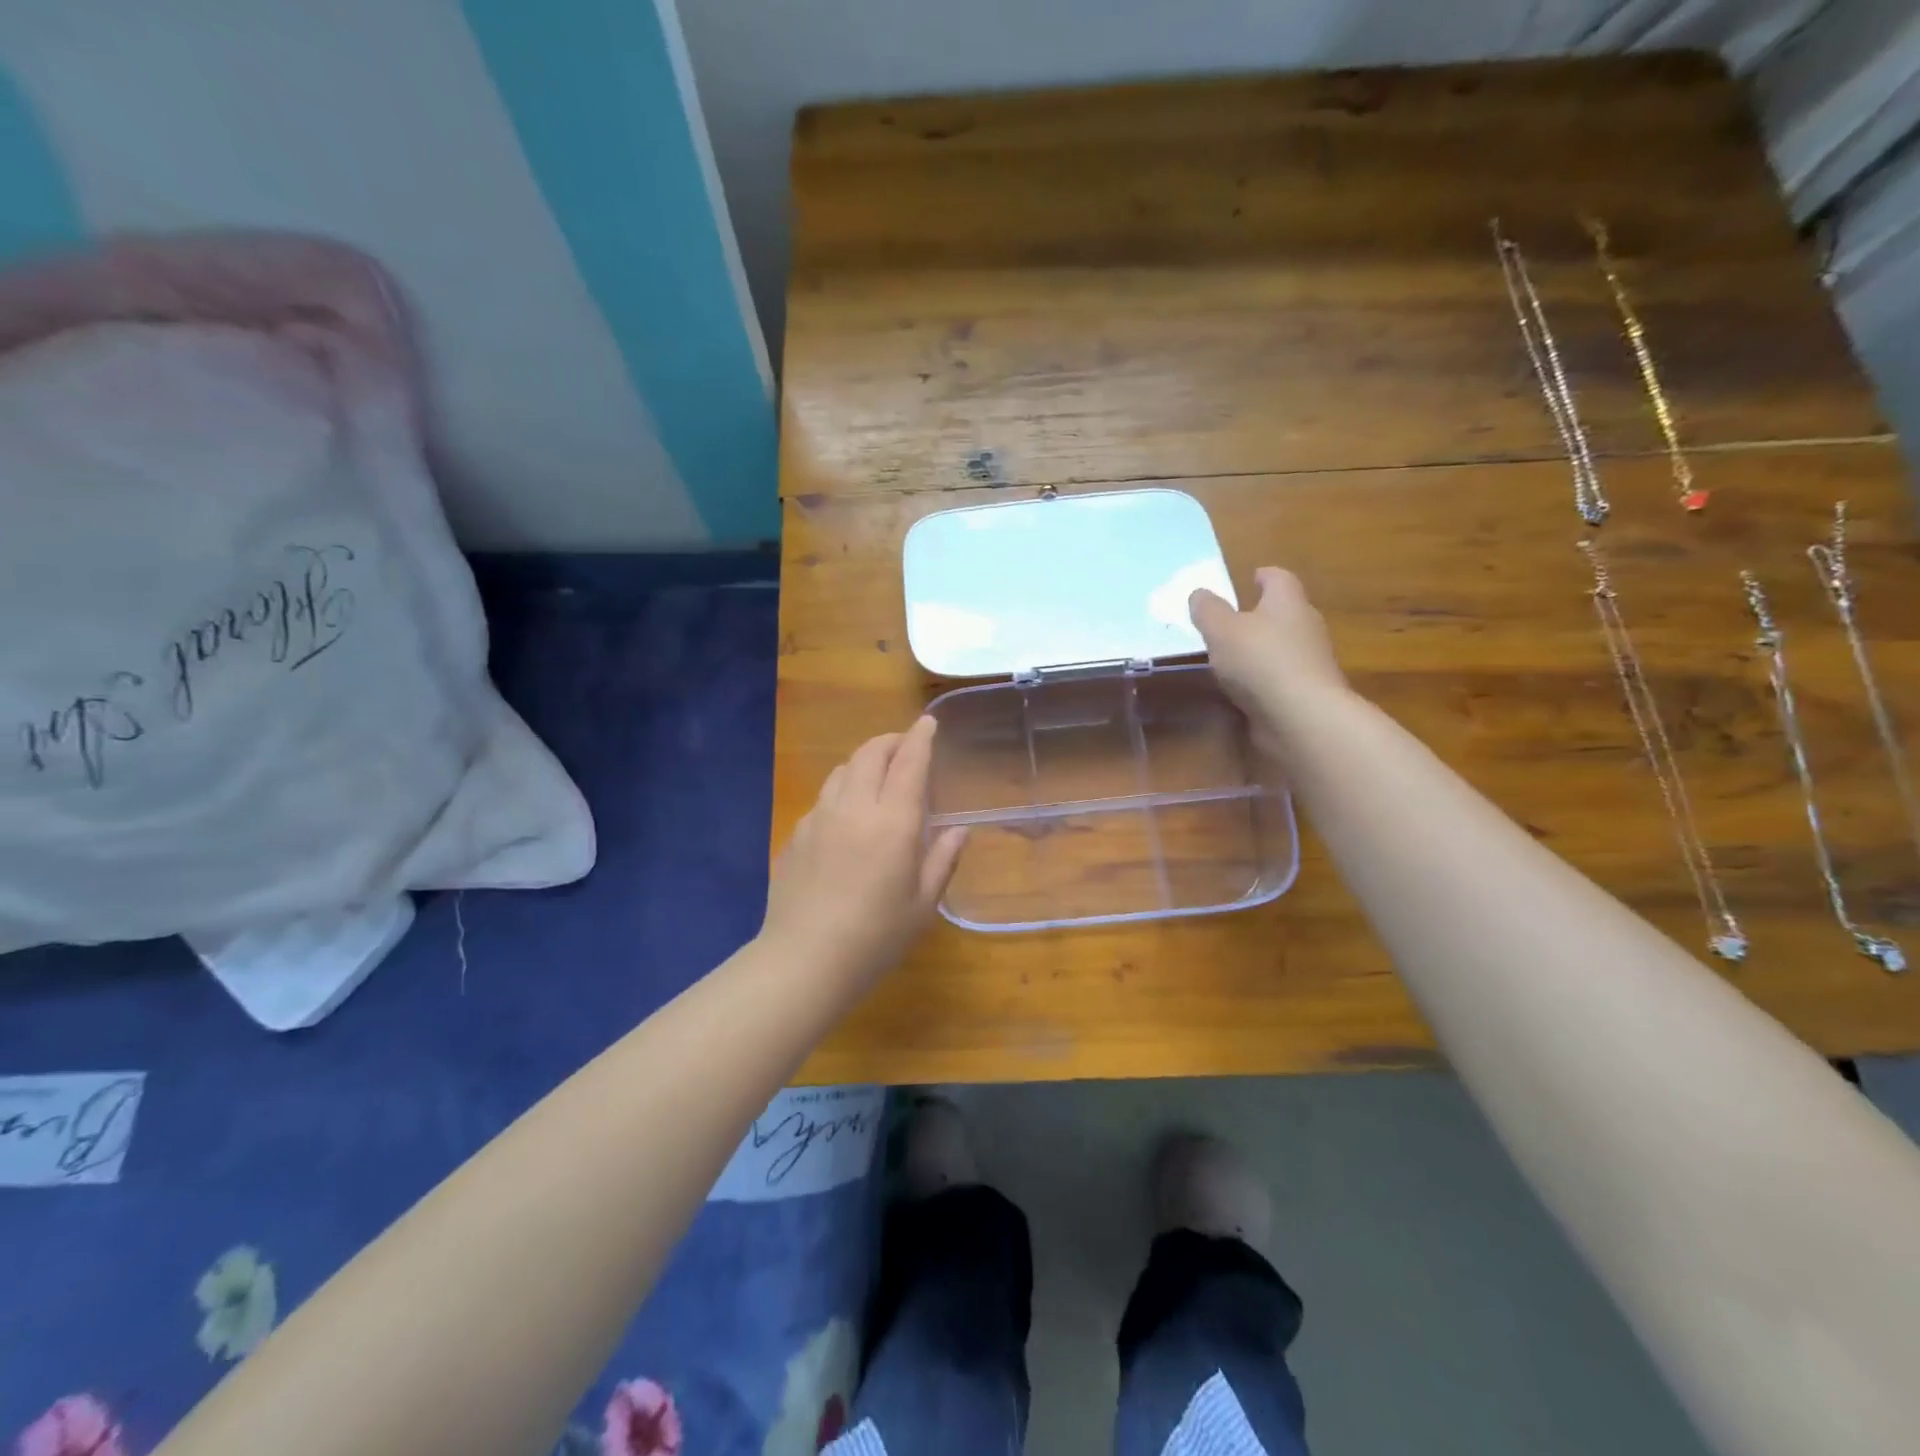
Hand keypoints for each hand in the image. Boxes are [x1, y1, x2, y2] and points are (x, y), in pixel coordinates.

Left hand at [760, 716, 967, 986]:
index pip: (909, 762)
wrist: (804, 960)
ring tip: (877, 775)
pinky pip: (824, 798)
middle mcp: (854, 807)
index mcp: (893, 821)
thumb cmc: (876, 936)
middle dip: (891, 742)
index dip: (920, 737)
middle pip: (870, 754)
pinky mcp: (796, 834)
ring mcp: (819, 817)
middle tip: (906, 747)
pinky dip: (842, 791)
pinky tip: (847, 817)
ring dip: (864, 762)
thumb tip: (959, 830)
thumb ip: (942, 859)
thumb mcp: (922, 904)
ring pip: (843, 770)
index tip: (928, 722)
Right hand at [1189, 567, 1349, 757]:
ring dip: (1261, 650)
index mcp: (1287, 602)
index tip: (1249, 579)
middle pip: (1283, 612)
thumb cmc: (1260, 661)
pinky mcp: (1306, 694)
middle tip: (1230, 621)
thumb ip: (1207, 610)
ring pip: (1283, 647)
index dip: (1263, 576)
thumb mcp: (1221, 630)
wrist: (1302, 717)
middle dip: (1260, 615)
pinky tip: (1242, 690)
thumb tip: (1199, 593)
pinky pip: (1280, 678)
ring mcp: (1310, 663)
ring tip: (1230, 658)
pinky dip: (1263, 679)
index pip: (1279, 578)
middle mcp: (1305, 627)